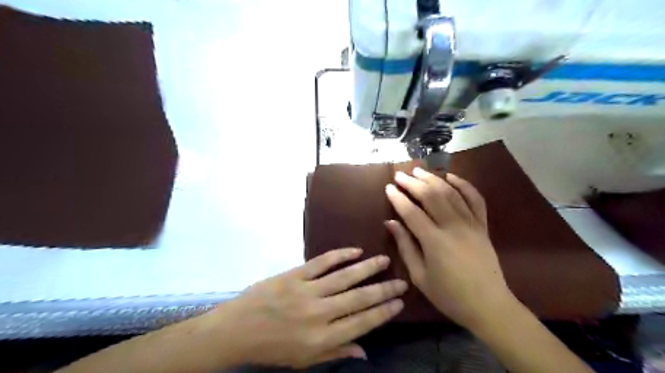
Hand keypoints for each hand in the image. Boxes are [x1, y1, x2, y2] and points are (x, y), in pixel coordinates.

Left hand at [210, 249, 404, 368]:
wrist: (237, 330)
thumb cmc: (272, 348)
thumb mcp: (304, 360)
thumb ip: (336, 352)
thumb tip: (366, 351)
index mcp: (322, 338)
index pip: (362, 323)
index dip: (383, 312)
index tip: (399, 302)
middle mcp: (319, 314)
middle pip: (358, 298)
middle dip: (383, 289)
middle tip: (401, 281)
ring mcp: (306, 291)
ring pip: (344, 277)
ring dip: (367, 268)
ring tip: (384, 260)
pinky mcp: (294, 275)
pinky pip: (321, 262)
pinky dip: (340, 255)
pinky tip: (355, 251)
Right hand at [385, 167, 512, 328]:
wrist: (488, 306)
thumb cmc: (449, 295)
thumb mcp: (419, 276)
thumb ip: (405, 246)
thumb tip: (391, 223)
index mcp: (435, 241)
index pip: (412, 212)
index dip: (398, 198)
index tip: (388, 188)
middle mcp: (453, 227)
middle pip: (431, 196)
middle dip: (413, 183)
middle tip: (400, 175)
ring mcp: (471, 224)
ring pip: (451, 193)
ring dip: (433, 179)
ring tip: (419, 171)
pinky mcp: (483, 226)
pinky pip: (475, 199)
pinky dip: (464, 185)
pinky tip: (451, 177)